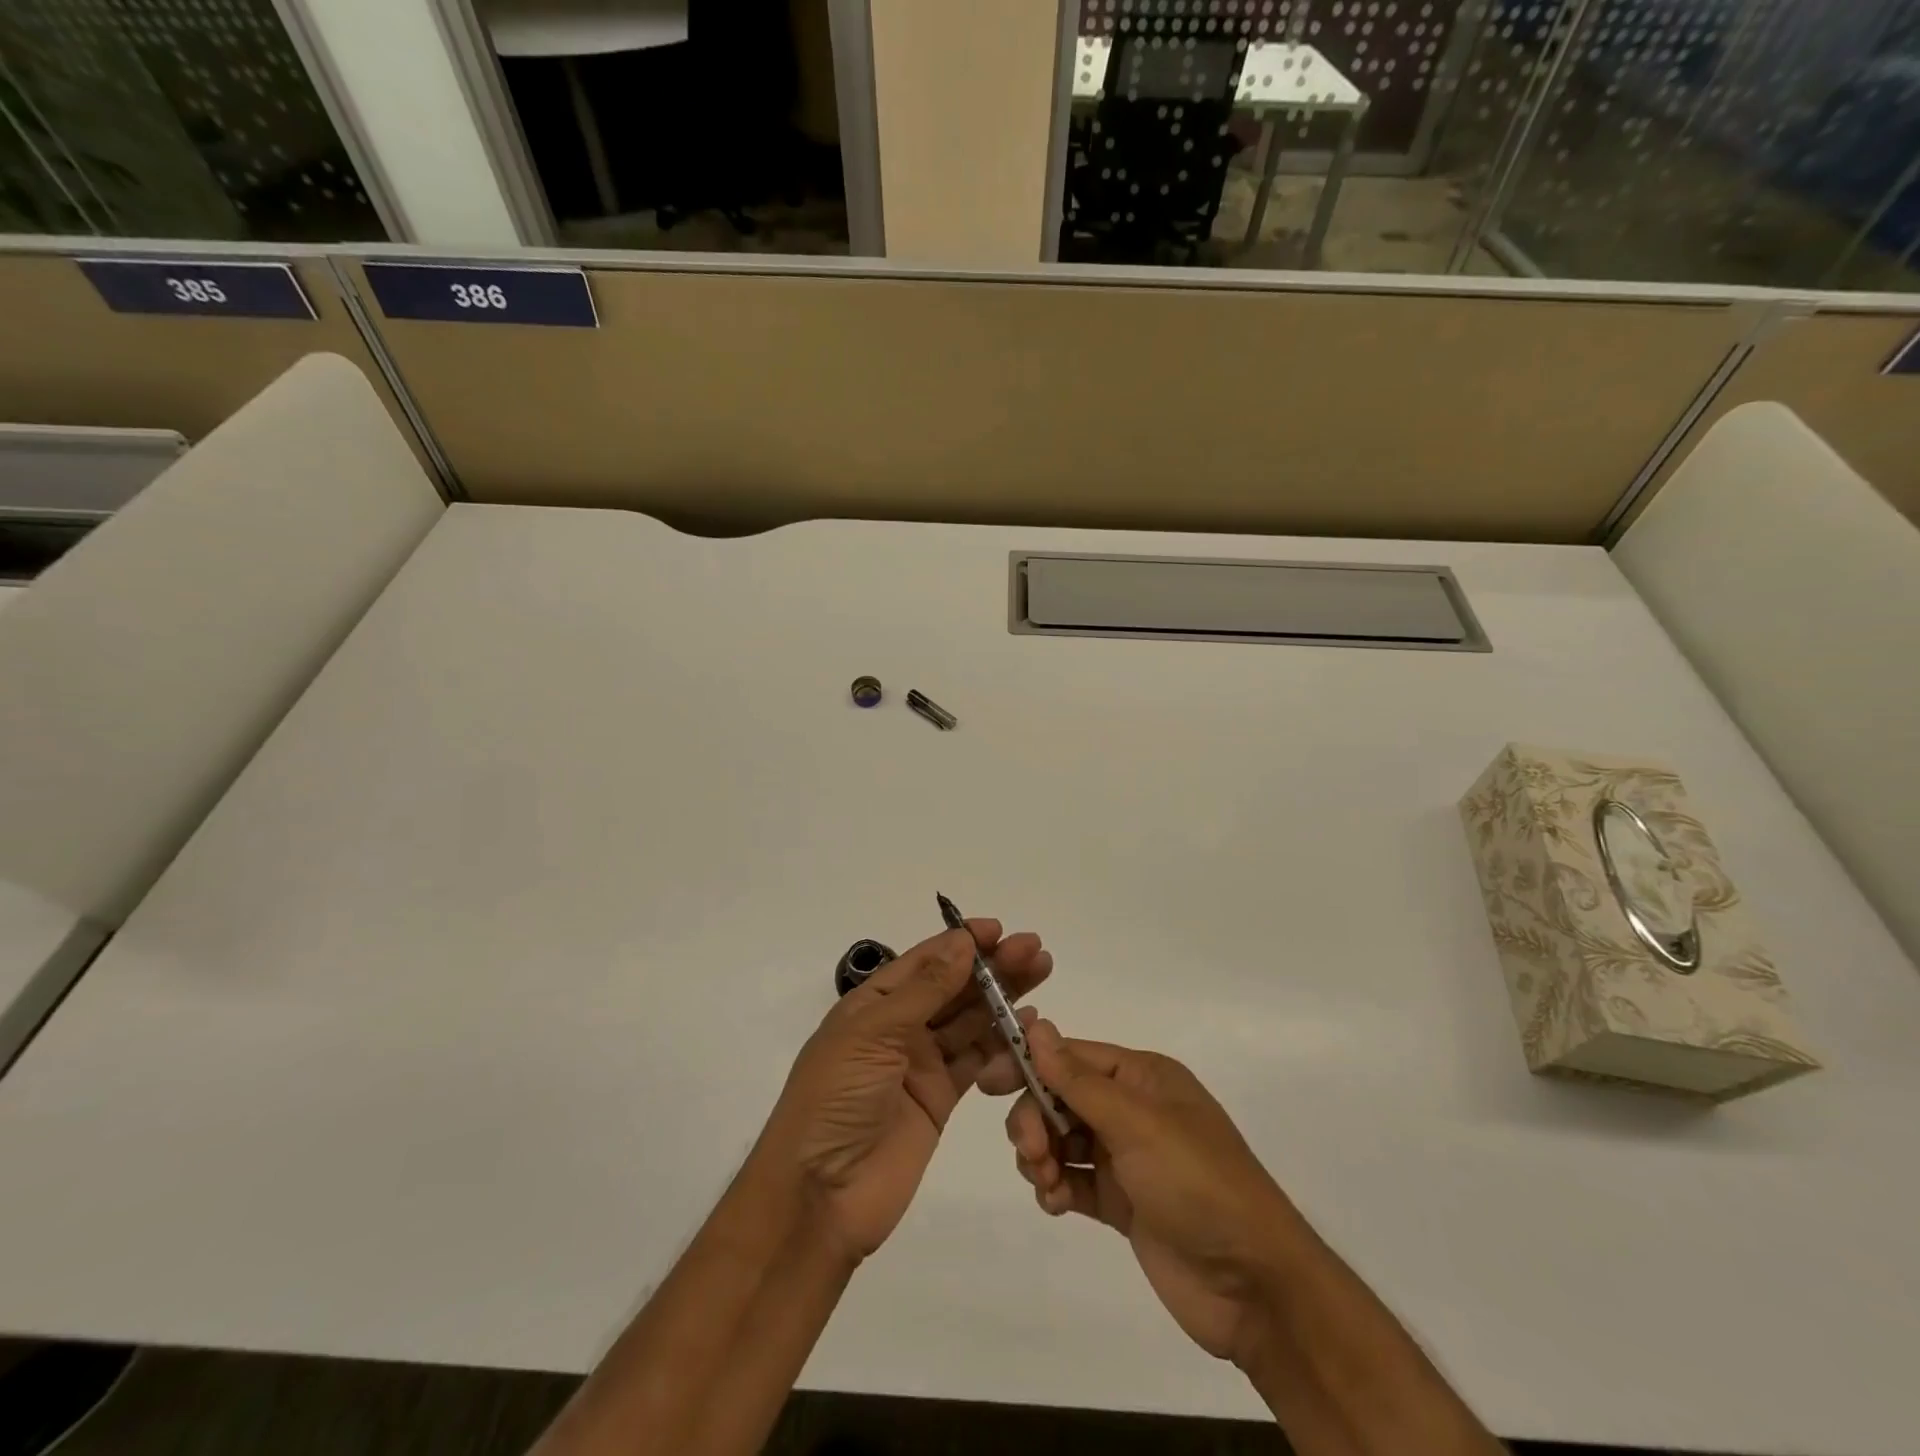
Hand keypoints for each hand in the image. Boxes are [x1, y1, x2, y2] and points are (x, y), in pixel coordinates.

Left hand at [761, 921, 1050, 1265]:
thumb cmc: (835, 1100)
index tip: (999, 929)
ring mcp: (921, 1063)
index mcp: (873, 1004)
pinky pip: (976, 1060)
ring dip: (1003, 997)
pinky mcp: (941, 1098)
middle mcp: (899, 1027)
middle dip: (992, 966)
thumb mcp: (873, 1035)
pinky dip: (1002, 1042)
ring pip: (969, 1019)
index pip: (924, 961)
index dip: (961, 943)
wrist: (820, 1196)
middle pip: (953, 987)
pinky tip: (1027, 1025)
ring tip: (1041, 972)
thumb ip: (924, 991)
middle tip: (1034, 949)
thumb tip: (962, 942)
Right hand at [1004, 1021, 1305, 1365]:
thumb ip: (1079, 1079)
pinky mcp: (1122, 1203)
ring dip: (1043, 1156)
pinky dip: (1057, 1188)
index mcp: (1142, 1078)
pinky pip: (1073, 1180)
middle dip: (1036, 1119)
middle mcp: (1132, 1110)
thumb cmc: (1197, 1183)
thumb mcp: (1137, 1123)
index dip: (1030, 1064)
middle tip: (1031, 1152)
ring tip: (1048, 1184)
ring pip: (1062, 1139)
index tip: (989, 1082)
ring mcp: (1127, 1158)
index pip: (1072, 1056)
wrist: (1253, 1286)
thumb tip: (1036, 1025)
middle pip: (1060, 1097)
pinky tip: (1056, 1203)